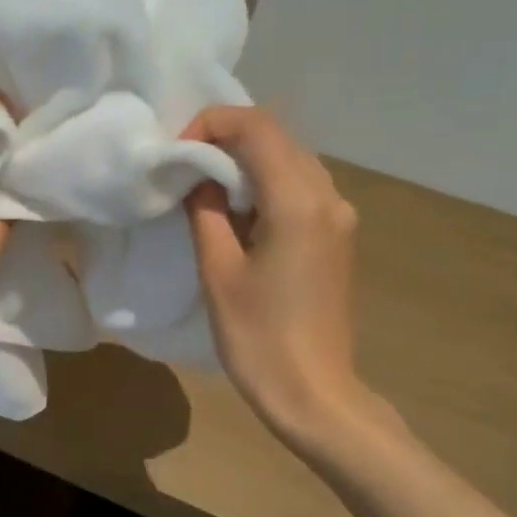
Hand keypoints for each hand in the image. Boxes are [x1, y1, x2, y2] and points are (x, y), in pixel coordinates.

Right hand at [181, 105, 379, 446]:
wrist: (314, 392)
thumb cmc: (259, 337)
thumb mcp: (218, 271)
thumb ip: (206, 211)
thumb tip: (199, 178)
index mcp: (299, 202)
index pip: (257, 128)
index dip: (212, 124)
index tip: (177, 152)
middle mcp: (329, 196)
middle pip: (278, 136)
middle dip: (226, 138)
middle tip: (184, 165)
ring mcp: (339, 215)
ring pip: (290, 158)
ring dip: (245, 159)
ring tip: (203, 186)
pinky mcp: (337, 234)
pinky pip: (299, 185)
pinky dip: (264, 182)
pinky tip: (236, 209)